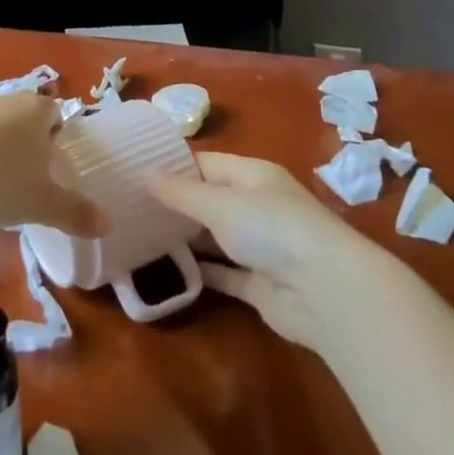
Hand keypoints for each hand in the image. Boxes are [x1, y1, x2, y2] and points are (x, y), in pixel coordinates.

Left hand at [0, 91, 109, 236]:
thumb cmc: (0, 181)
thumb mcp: (42, 205)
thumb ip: (76, 213)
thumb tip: (109, 225)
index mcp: (36, 110)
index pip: (55, 114)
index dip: (56, 139)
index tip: (51, 169)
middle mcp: (4, 101)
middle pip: (23, 118)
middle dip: (25, 145)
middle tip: (24, 181)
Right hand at [147, 152, 366, 348]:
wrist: (325, 292)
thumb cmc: (271, 228)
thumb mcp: (220, 203)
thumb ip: (180, 192)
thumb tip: (143, 171)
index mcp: (252, 175)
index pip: (206, 163)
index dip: (173, 165)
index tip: (134, 170)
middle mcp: (257, 206)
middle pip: (209, 200)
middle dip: (174, 204)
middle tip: (128, 207)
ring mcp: (260, 247)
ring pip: (215, 238)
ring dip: (185, 238)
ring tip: (139, 236)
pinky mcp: (260, 285)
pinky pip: (223, 274)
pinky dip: (200, 272)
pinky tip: (167, 270)